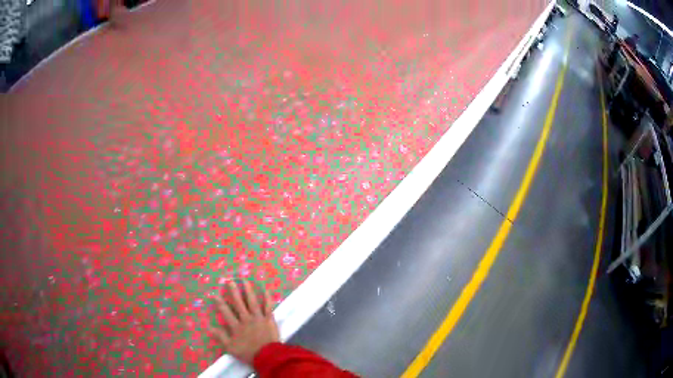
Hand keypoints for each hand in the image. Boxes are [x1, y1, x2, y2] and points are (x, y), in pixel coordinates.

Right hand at [210, 281, 279, 365]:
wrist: (268, 357)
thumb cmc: (249, 353)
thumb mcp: (231, 348)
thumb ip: (221, 337)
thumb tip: (209, 327)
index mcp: (236, 326)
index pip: (225, 312)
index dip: (219, 302)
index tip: (214, 293)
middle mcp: (246, 319)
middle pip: (238, 303)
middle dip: (233, 291)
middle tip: (229, 280)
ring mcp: (258, 318)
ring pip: (252, 302)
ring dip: (248, 290)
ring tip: (245, 280)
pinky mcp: (269, 320)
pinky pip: (268, 307)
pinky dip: (267, 298)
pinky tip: (266, 290)